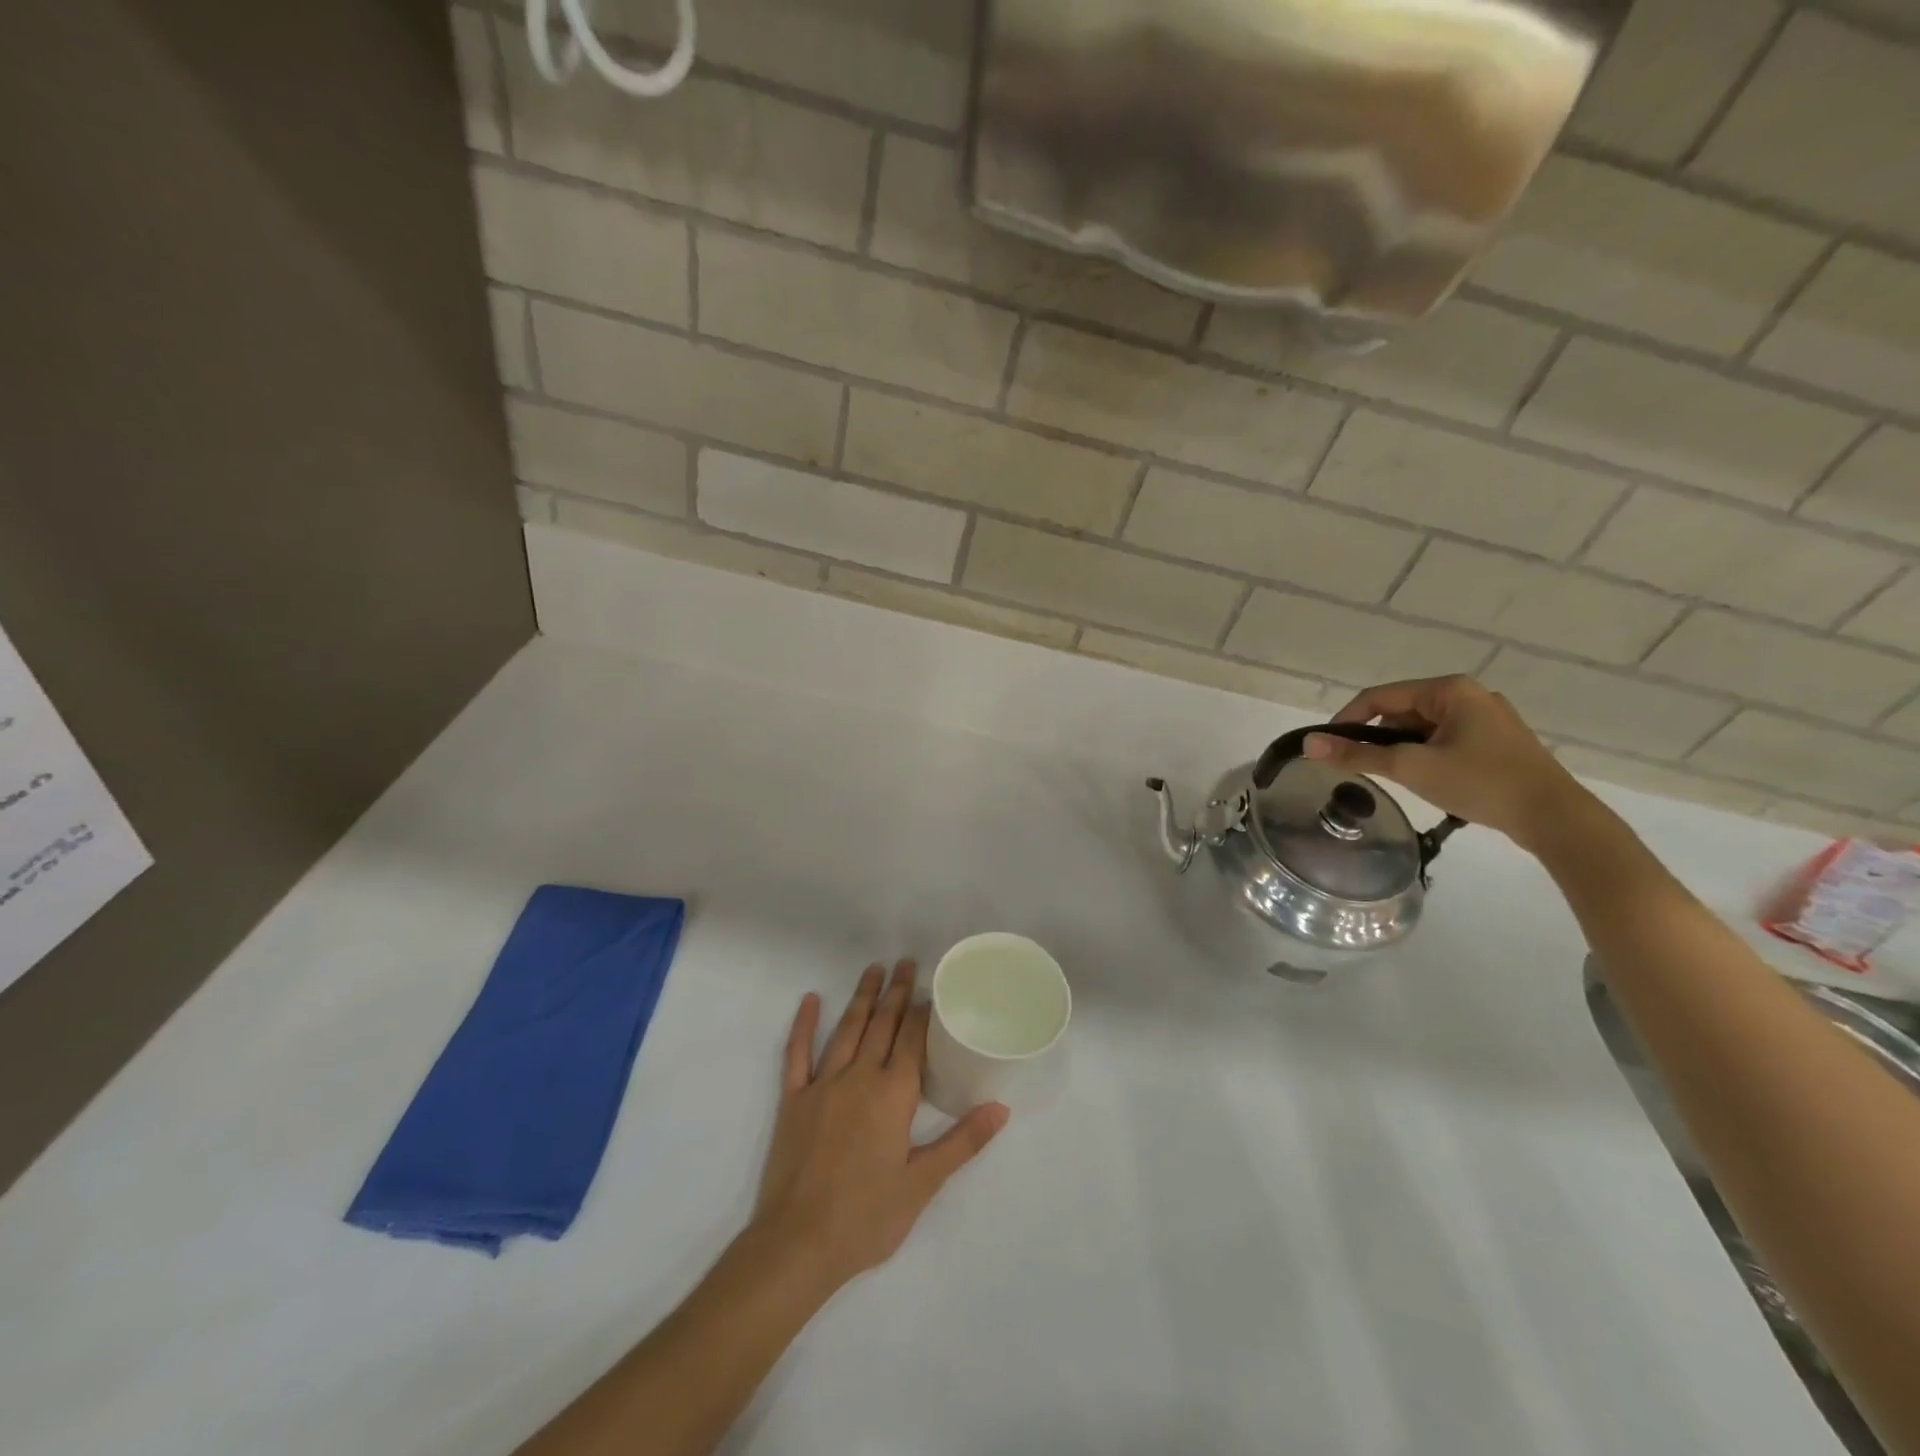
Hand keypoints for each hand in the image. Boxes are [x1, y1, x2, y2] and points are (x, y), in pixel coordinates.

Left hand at [751, 961, 1008, 1293]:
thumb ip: (962, 1142)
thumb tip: (1001, 1108)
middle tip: (905, 962)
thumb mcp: (923, 1184)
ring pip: (846, 1029)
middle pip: (881, 1025)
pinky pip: (797, 1053)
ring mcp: (822, 1085)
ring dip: (862, 997)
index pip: (911, 1040)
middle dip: (896, 992)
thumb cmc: (867, 1217)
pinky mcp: (793, 1100)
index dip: (922, 1011)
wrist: (798, 1244)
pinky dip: (804, 1025)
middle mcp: (859, 1078)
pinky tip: (811, 1000)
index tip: (931, 987)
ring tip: (873, 969)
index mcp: (892, 1095)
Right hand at [1304, 675, 1592, 851]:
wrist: (1556, 818)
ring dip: (1403, 749)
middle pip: (1400, 711)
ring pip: (1422, 728)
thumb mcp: (1411, 768)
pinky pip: (1444, 739)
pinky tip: (1429, 780)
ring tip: (1400, 779)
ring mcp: (1487, 718)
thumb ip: (1358, 755)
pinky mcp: (1497, 741)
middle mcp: (1469, 695)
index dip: (1346, 720)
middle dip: (1378, 738)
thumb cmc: (1481, 783)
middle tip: (1366, 769)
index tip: (1328, 748)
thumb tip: (1309, 745)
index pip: (1379, 696)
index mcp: (1449, 690)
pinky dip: (1426, 755)